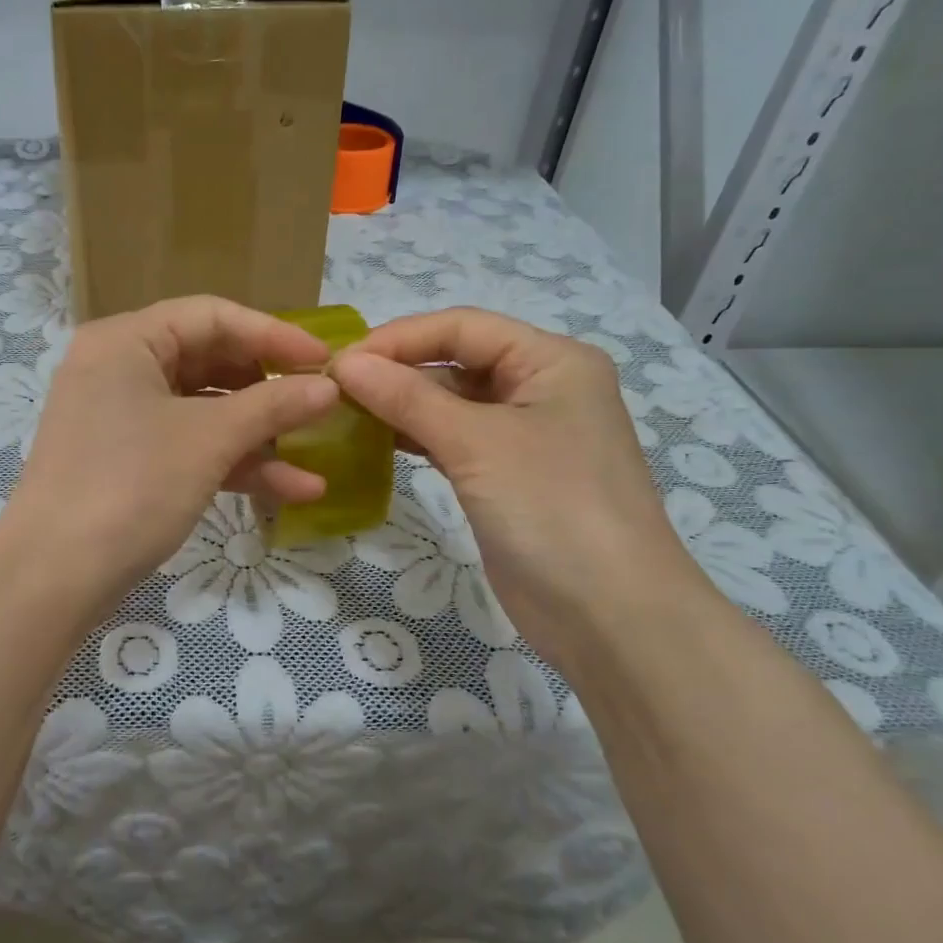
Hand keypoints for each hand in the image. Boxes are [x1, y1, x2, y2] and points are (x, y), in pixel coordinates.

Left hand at [0, 296, 340, 600]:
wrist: (53, 577)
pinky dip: (232, 463)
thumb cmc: (131, 486)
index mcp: (126, 341)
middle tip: (319, 405)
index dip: (273, 334)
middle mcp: (119, 368)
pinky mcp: (127, 462)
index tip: (325, 360)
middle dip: (268, 389)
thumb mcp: (209, 440)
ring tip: (317, 454)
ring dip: (259, 435)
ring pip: (203, 411)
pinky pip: (188, 446)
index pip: (212, 316)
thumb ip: (273, 406)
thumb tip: (330, 387)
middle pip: (209, 362)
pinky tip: (292, 489)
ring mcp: (121, 418)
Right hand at [331, 307, 700, 663]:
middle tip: (333, 389)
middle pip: (456, 360)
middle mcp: (540, 387)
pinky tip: (375, 440)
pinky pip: (453, 439)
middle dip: (396, 369)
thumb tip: (345, 365)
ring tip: (344, 411)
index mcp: (551, 360)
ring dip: (401, 403)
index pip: (461, 327)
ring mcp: (524, 434)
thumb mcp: (477, 443)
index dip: (398, 338)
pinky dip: (415, 436)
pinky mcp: (506, 475)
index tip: (339, 362)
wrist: (610, 616)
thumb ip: (408, 398)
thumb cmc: (552, 509)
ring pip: (451, 401)